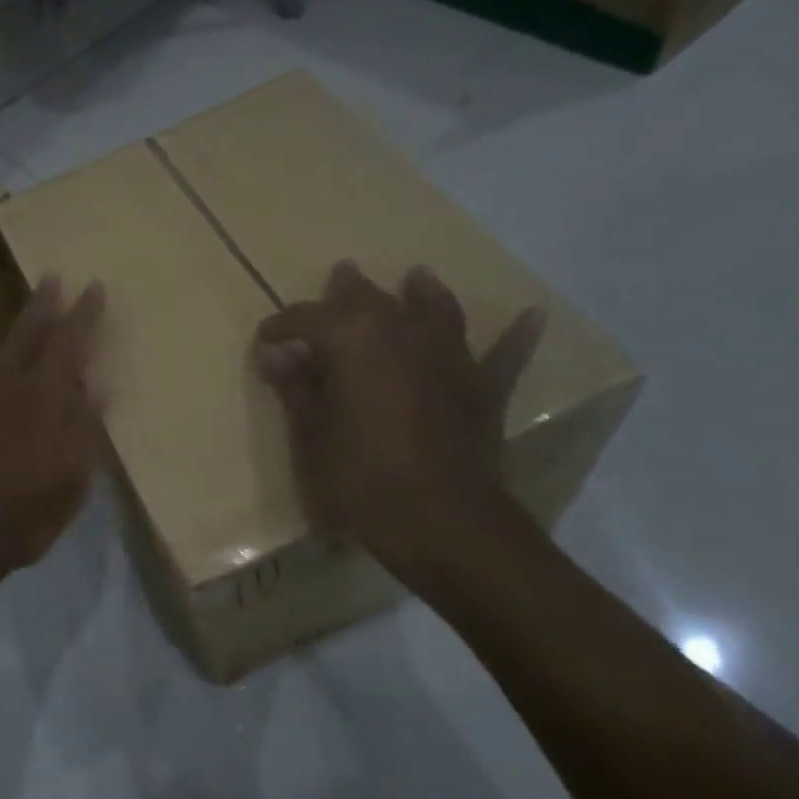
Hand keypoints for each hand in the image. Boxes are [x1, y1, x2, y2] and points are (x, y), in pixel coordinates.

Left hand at [0, 276, 105, 593]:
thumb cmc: (17, 519)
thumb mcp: (69, 484)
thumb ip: (84, 432)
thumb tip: (98, 387)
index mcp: (41, 400)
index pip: (69, 344)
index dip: (84, 315)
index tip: (94, 286)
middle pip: (23, 334)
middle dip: (40, 304)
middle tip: (49, 276)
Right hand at [254, 261, 544, 590]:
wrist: (441, 522)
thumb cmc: (361, 479)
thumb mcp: (312, 436)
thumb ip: (295, 387)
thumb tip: (273, 350)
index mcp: (352, 341)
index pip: (307, 319)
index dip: (281, 327)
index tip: (264, 343)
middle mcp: (402, 333)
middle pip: (370, 300)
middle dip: (347, 290)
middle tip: (338, 276)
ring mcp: (450, 357)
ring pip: (435, 310)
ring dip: (424, 292)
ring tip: (417, 276)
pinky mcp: (483, 388)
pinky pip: (504, 354)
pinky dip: (516, 335)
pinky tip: (533, 315)